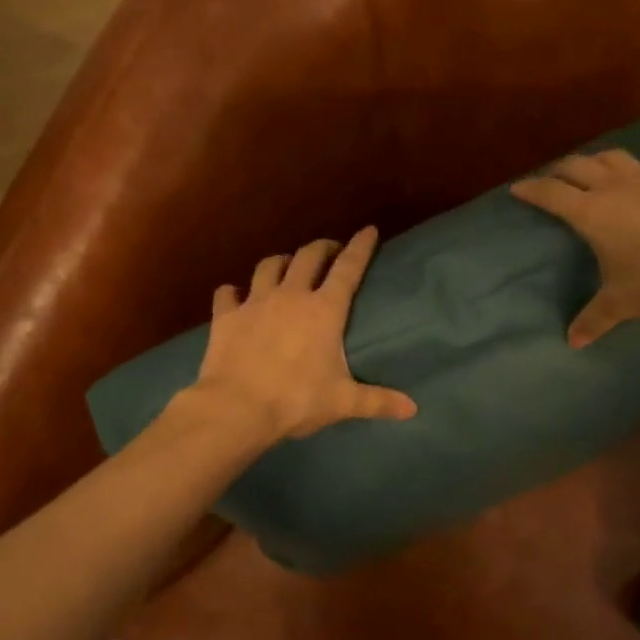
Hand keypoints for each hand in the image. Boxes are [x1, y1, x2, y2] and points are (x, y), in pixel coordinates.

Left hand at [186, 226, 417, 440]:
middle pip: (308, 256)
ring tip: (287, 266)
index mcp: (324, 310)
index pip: (348, 268)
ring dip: (281, 262)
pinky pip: (228, 293)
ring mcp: (255, 302)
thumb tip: (413, 410)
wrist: (238, 407)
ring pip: (269, 266)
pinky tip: (235, 295)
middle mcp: (291, 296)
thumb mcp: (343, 402)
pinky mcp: (226, 316)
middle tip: (330, 251)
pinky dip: (234, 292)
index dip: (360, 247)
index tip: (368, 230)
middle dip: (323, 248)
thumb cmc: (297, 400)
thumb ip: (378, 401)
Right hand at [511, 121, 639, 346]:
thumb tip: (571, 342)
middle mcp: (615, 188)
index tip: (516, 188)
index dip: (531, 190)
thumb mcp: (622, 304)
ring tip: (590, 163)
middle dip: (560, 170)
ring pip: (615, 158)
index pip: (552, 195)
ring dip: (598, 158)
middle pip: (579, 167)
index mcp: (592, 214)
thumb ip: (594, 319)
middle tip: (552, 178)